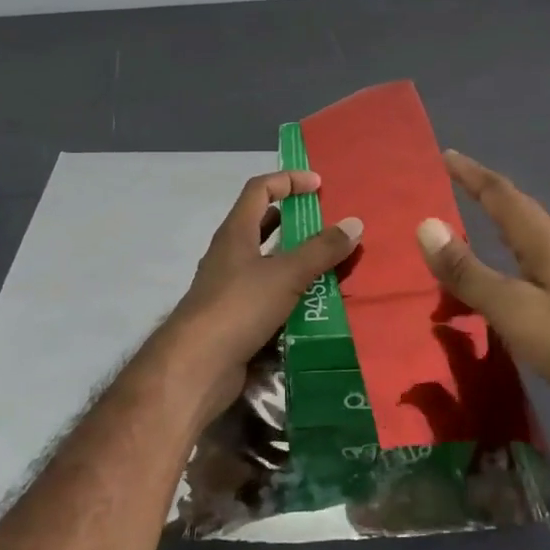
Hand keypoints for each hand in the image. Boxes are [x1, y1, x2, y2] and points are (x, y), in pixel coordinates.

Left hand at [158, 170, 361, 425]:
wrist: (195, 368)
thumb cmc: (238, 307)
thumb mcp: (286, 274)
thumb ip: (321, 250)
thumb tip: (354, 223)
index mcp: (236, 232)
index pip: (260, 189)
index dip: (288, 180)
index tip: (318, 185)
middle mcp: (231, 254)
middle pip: (263, 223)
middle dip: (295, 220)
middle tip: (328, 224)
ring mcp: (231, 287)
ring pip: (268, 261)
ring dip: (297, 258)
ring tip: (331, 263)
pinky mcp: (236, 317)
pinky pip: (269, 294)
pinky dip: (291, 292)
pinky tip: (315, 303)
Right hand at [416, 150, 549, 482]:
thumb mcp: (512, 309)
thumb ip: (468, 271)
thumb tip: (425, 224)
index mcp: (547, 243)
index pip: (503, 195)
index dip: (473, 175)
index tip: (447, 156)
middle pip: (519, 212)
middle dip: (486, 195)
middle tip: (454, 185)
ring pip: (528, 242)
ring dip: (499, 229)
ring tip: (471, 230)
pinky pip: (533, 271)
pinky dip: (507, 265)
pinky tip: (503, 287)